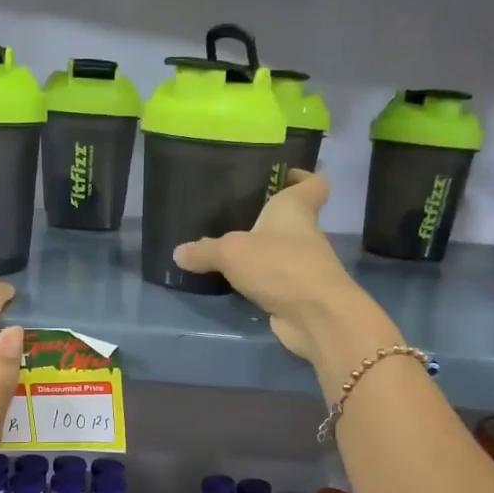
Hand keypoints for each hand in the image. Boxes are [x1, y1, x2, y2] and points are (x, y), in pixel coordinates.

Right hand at [172, 172, 396, 363]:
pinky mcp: (296, 292)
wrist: (314, 316)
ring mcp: (303, 265)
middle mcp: (304, 233)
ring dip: (260, 251)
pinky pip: (274, 278)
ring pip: (280, 250)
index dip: (301, 176)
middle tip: (232, 214)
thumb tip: (178, 252)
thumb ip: (204, 251)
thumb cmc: (279, 265)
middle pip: (291, 217)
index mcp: (296, 208)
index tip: (280, 177)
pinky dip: (258, 279)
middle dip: (266, 217)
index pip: (314, 183)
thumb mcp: (231, 253)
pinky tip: (233, 281)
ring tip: (225, 248)